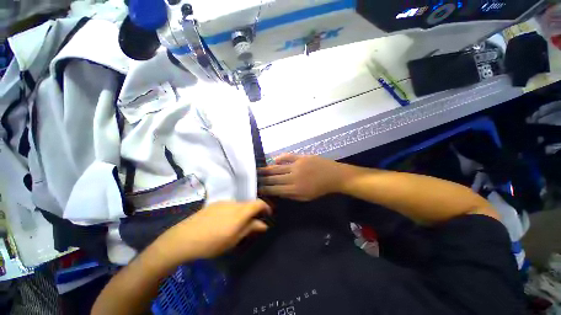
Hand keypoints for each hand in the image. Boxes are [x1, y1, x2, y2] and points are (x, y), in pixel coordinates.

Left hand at [154, 200, 271, 263]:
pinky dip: (233, 211)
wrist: (183, 238)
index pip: (258, 203)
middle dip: (254, 211)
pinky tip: (225, 222)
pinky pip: (229, 205)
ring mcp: (223, 202)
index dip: (266, 207)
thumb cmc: (212, 243)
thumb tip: (264, 224)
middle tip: (253, 224)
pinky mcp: (214, 204)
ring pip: (239, 204)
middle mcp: (234, 203)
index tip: (268, 214)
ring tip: (237, 225)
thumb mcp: (234, 239)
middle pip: (249, 203)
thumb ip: (250, 228)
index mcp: (240, 211)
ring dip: (243, 212)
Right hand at [258, 154, 342, 200]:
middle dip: (263, 179)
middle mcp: (293, 177)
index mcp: (295, 189)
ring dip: (267, 169)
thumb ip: (290, 195)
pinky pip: (287, 156)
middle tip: (254, 177)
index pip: (275, 189)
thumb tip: (277, 191)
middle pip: (274, 178)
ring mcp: (297, 166)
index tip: (257, 188)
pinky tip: (273, 160)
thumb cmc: (320, 189)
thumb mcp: (305, 198)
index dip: (265, 189)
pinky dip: (279, 158)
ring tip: (258, 169)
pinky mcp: (301, 157)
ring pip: (278, 168)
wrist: (333, 176)